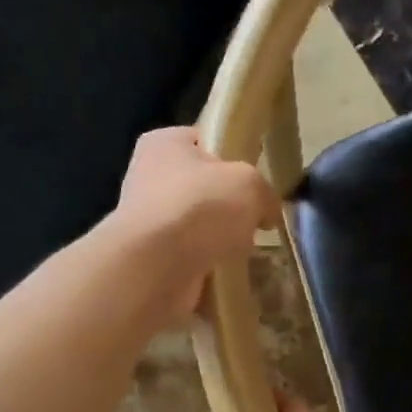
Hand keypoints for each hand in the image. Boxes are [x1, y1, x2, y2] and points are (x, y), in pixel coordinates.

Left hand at [109, 127, 278, 319]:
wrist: (157, 267)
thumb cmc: (201, 208)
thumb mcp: (250, 184)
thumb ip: (265, 192)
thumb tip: (265, 212)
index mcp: (165, 142)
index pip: (205, 141)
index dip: (235, 159)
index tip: (256, 182)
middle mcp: (147, 175)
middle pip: (203, 187)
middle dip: (228, 206)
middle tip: (254, 220)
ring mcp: (145, 218)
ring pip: (197, 225)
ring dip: (219, 239)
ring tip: (242, 250)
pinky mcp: (148, 256)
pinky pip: (190, 256)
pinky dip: (208, 265)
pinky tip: (224, 271)